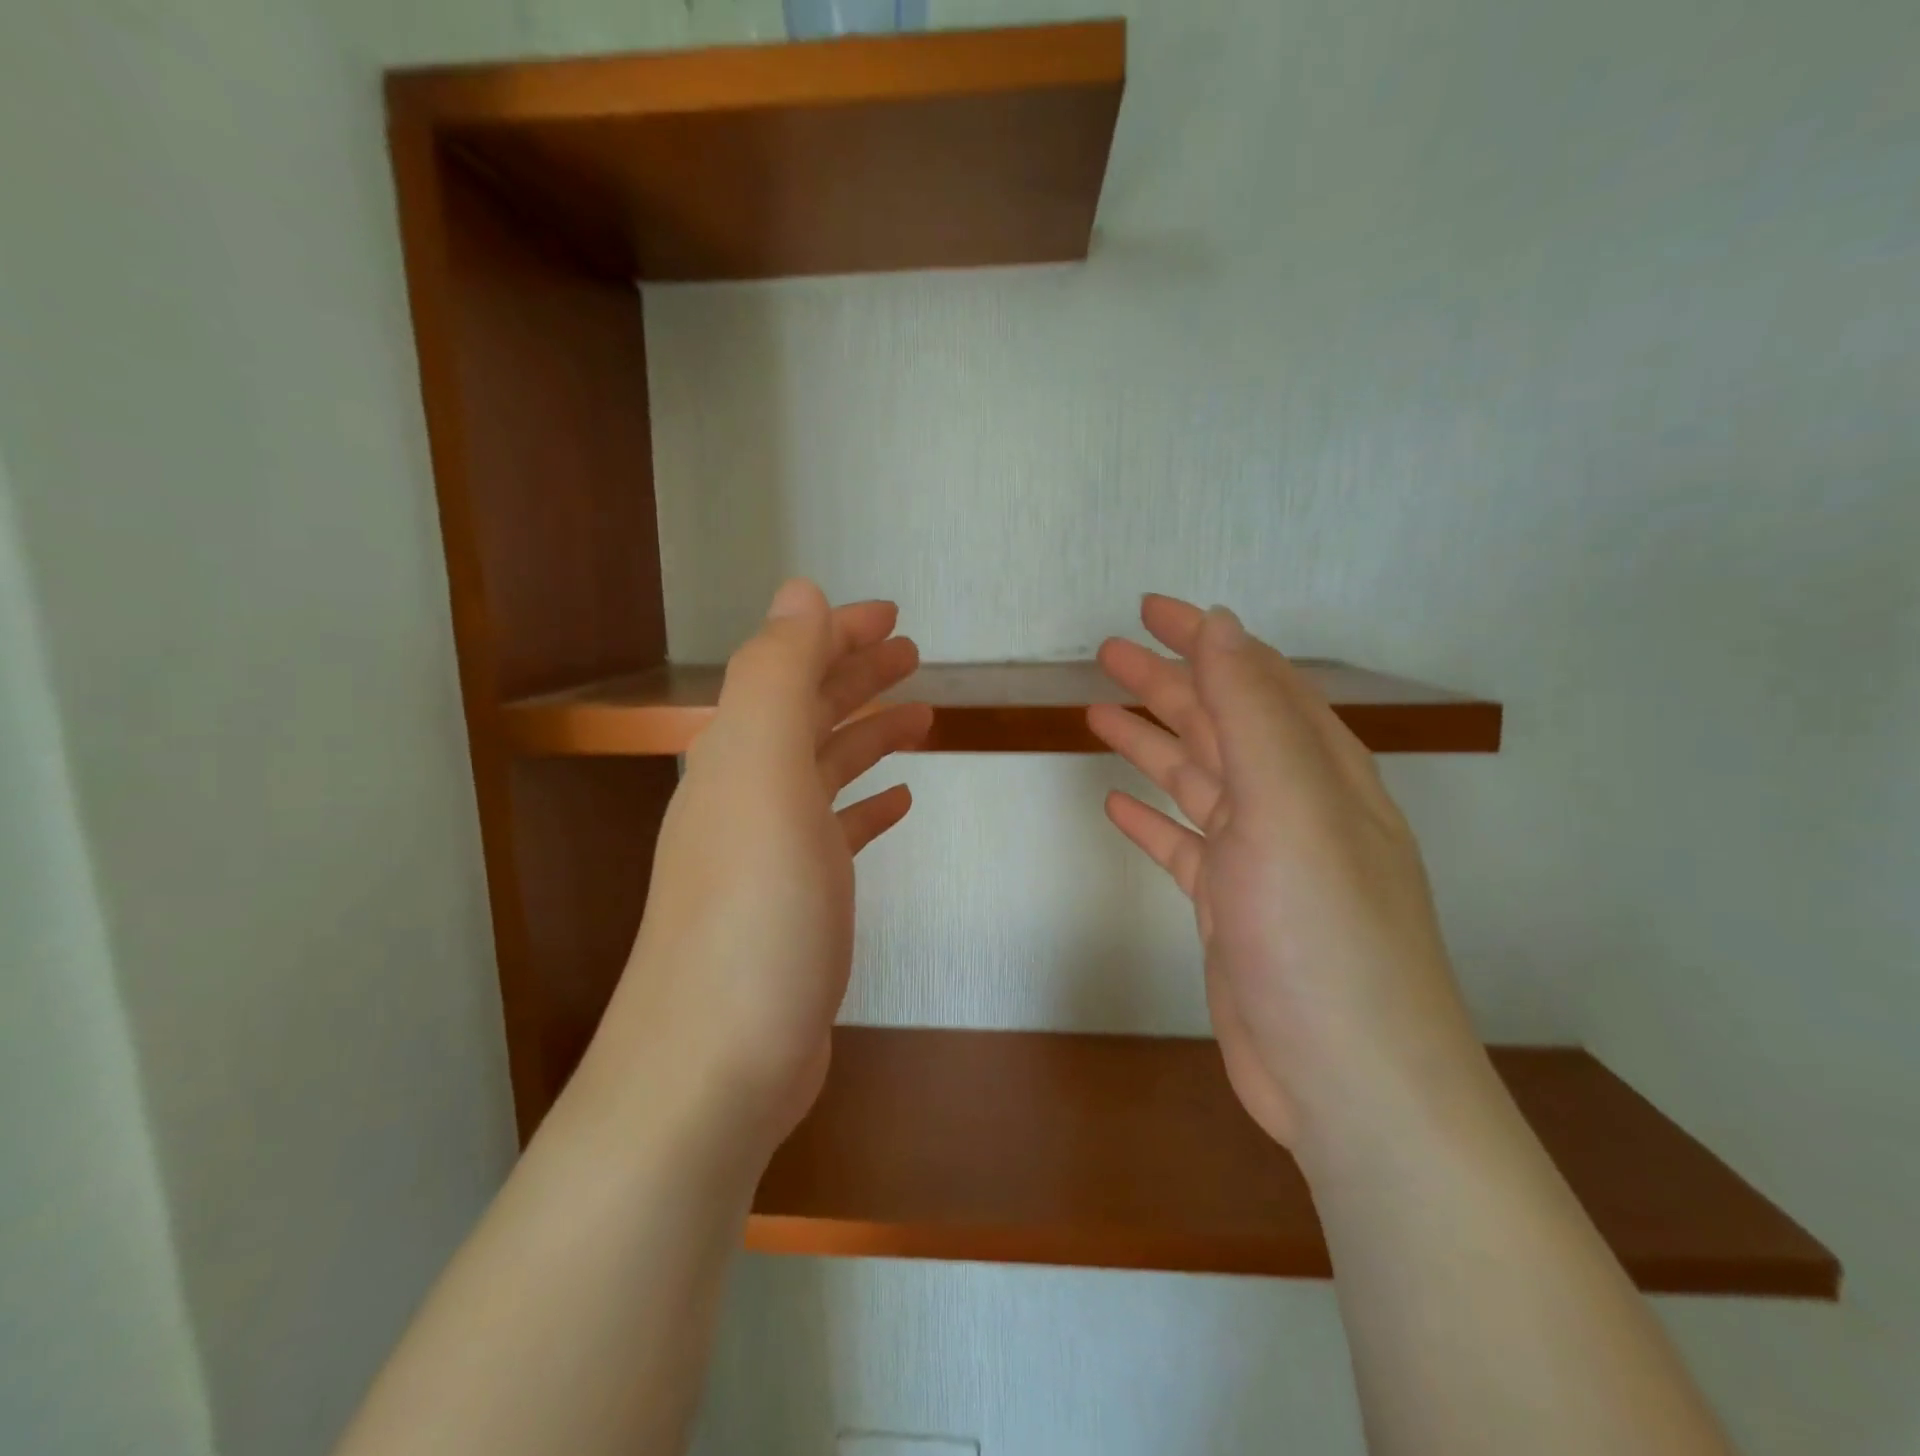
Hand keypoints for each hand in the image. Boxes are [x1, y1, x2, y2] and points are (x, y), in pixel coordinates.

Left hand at [588, 581, 931, 1160]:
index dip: (836, 633)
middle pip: (805, 714)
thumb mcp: (763, 775)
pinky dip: (866, 805)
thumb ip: (779, 676)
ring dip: (867, 733)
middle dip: (855, 675)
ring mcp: (768, 853)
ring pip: (823, 770)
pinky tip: (899, 801)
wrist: (715, 1066)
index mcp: (737, 756)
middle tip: (912, 654)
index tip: (893, 616)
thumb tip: (801, 592)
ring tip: (920, 714)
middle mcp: (745, 795)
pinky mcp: (795, 905)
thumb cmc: (753, 914)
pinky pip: (835, 832)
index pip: (787, 668)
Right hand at [1088, 595, 1485, 1155]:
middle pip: (1222, 724)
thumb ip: (1252, 712)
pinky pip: (1183, 845)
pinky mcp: (1231, 910)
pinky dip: (1151, 818)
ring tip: (1097, 711)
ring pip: (1198, 780)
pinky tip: (1116, 804)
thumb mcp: (1290, 807)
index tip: (1150, 609)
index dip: (1205, 639)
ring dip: (1152, 742)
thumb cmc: (1323, 933)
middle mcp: (1294, 806)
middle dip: (1168, 683)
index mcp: (1319, 770)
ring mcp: (1261, 861)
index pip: (1257, 679)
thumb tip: (1222, 624)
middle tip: (1107, 652)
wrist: (1349, 1081)